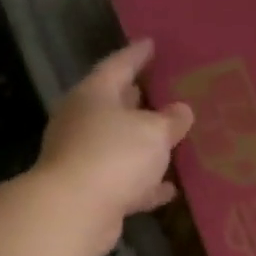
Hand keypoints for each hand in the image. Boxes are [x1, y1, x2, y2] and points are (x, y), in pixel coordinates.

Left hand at [36, 39, 194, 255]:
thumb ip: (171, 120)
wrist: (74, 212)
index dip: (137, 55)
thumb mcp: (154, 132)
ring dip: (143, 144)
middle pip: (115, 104)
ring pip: (120, 144)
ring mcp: (83, 157)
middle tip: (164, 91)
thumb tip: (181, 110)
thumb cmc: (114, 155)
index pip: (118, 65)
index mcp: (94, 95)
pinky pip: (124, 180)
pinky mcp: (90, 190)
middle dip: (139, 100)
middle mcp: (83, 121)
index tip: (152, 44)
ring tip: (171, 139)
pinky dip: (144, 182)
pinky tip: (168, 188)